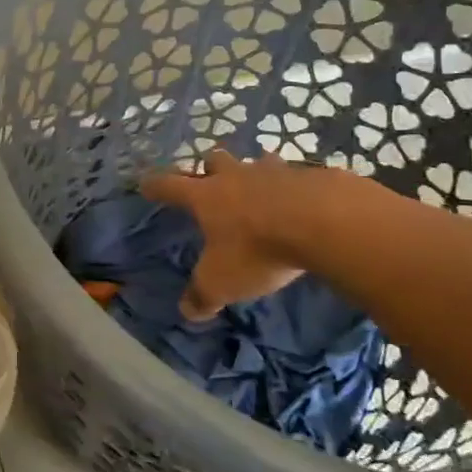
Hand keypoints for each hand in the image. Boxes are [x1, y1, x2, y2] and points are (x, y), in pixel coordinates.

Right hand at [140, 150, 319, 319]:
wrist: (325, 223)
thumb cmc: (258, 250)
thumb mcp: (222, 282)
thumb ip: (203, 295)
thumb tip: (188, 311)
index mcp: (206, 196)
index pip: (169, 185)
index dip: (156, 186)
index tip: (146, 184)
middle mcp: (235, 177)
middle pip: (214, 160)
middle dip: (209, 168)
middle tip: (211, 181)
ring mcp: (274, 171)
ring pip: (256, 162)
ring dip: (254, 172)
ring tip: (260, 188)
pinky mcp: (311, 175)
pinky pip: (295, 175)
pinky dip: (292, 186)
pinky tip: (302, 201)